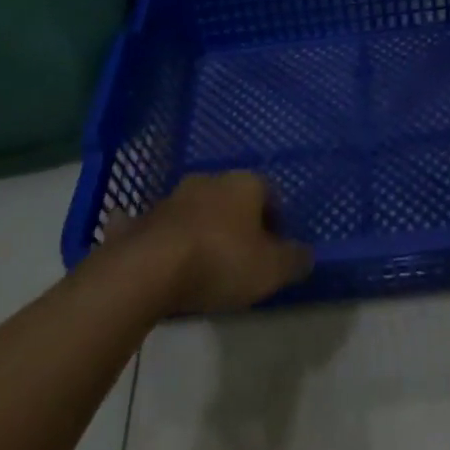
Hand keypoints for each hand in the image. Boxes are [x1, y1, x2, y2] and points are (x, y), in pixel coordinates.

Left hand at [113, 171, 313, 314]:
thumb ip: (294, 260)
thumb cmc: (221, 261)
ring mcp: (173, 197)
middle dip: (238, 222)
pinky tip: (165, 260)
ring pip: (197, 209)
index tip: (275, 249)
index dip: (276, 220)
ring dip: (203, 229)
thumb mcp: (271, 269)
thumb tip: (306, 254)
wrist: (149, 269)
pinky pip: (161, 227)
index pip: (270, 193)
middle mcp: (210, 180)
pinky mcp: (143, 220)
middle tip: (242, 256)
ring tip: (205, 264)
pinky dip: (166, 239)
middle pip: (232, 198)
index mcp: (245, 183)